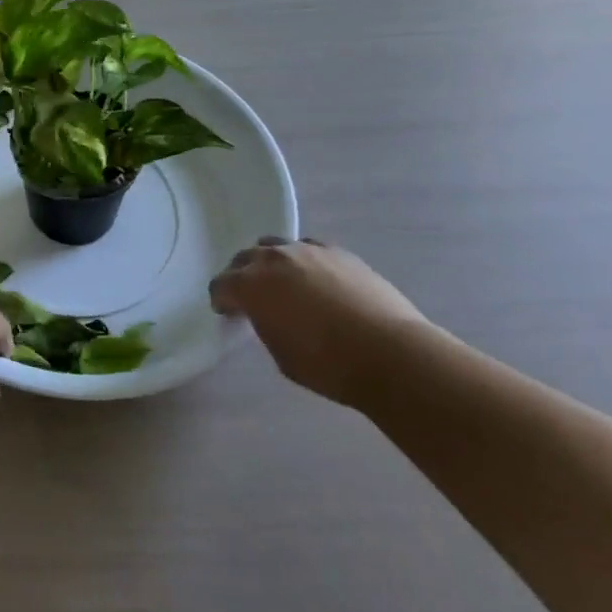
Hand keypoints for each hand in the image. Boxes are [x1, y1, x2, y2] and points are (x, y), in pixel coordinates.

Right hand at [210, 237, 429, 407]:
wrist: (391, 354)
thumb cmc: (328, 365)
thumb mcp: (280, 353)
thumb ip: (265, 325)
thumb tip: (267, 315)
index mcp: (250, 286)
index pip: (220, 285)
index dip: (222, 300)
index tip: (229, 314)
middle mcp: (273, 259)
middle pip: (244, 258)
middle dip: (242, 276)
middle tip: (252, 297)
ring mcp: (307, 251)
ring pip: (276, 246)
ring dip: (272, 263)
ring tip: (284, 284)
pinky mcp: (339, 252)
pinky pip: (309, 249)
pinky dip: (305, 262)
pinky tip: (317, 281)